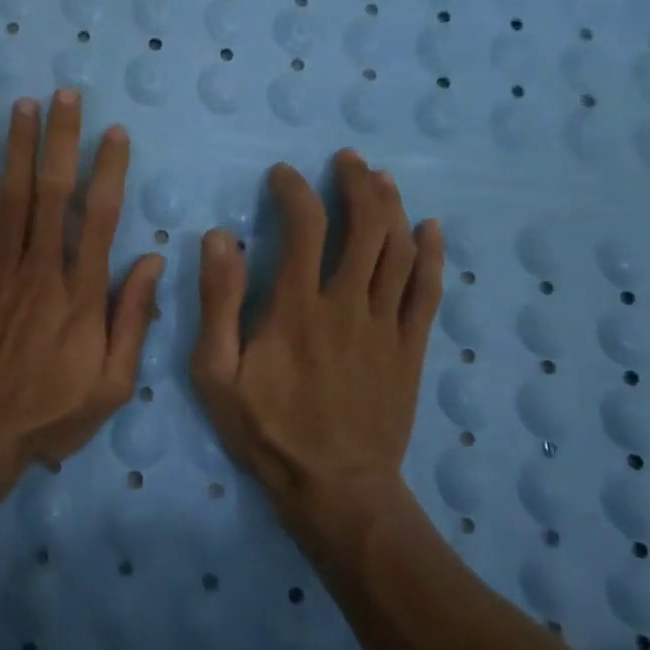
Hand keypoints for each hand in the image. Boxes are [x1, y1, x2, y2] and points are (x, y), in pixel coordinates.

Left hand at [0, 90, 164, 475]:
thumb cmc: (48, 411)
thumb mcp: (111, 383)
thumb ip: (133, 319)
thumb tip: (153, 261)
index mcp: (82, 294)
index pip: (100, 218)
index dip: (109, 170)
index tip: (115, 133)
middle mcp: (41, 269)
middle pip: (53, 192)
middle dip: (61, 139)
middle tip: (65, 95)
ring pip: (11, 196)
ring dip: (19, 146)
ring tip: (25, 104)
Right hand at [191, 150, 443, 525]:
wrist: (335, 489)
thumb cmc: (268, 430)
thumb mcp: (217, 373)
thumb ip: (218, 303)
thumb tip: (220, 237)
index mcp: (297, 307)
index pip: (304, 226)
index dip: (295, 190)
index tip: (283, 174)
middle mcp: (347, 304)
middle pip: (365, 227)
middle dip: (357, 183)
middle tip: (346, 160)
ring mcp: (385, 326)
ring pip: (399, 251)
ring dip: (392, 207)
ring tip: (381, 178)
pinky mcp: (410, 349)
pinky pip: (428, 292)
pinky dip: (432, 255)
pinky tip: (429, 228)